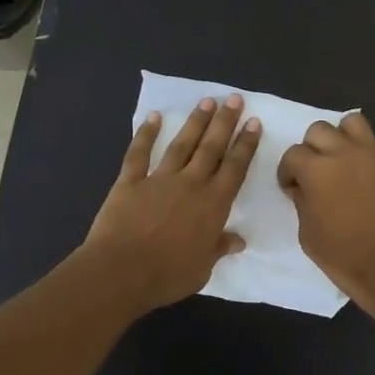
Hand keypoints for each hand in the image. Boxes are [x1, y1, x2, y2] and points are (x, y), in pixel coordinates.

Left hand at [84, 95, 261, 311]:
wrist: (121, 272)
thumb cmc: (167, 276)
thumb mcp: (202, 269)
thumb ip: (218, 249)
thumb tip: (237, 240)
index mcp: (213, 205)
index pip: (234, 169)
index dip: (245, 145)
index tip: (253, 123)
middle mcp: (190, 185)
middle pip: (211, 148)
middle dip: (225, 123)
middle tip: (234, 98)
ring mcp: (159, 180)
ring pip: (181, 144)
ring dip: (195, 122)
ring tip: (206, 101)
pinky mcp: (129, 182)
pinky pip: (139, 153)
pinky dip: (146, 134)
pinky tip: (154, 117)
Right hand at [277, 112, 374, 305]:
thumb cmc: (341, 254)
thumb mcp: (306, 232)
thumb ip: (302, 201)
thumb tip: (302, 187)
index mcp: (316, 170)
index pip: (292, 154)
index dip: (288, 171)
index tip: (292, 187)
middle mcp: (344, 152)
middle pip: (319, 129)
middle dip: (311, 148)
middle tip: (315, 171)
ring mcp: (373, 154)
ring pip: (353, 122)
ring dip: (343, 136)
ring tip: (343, 158)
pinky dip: (373, 150)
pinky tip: (370, 169)